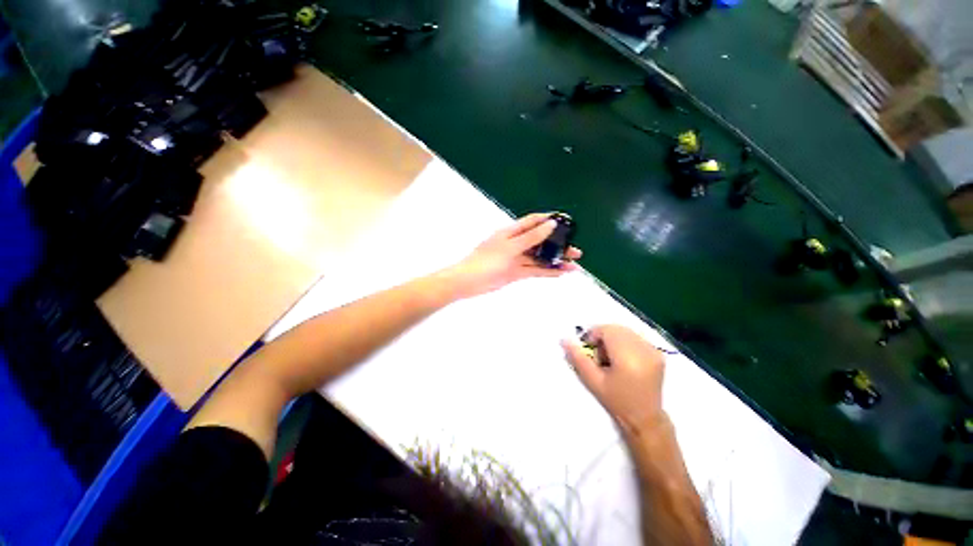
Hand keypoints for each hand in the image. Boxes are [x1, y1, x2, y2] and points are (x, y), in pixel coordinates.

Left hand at [444, 213, 581, 298]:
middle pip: (540, 241)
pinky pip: (534, 270)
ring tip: (573, 265)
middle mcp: (515, 243)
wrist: (468, 282)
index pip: (533, 221)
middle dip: (557, 245)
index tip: (566, 222)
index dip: (549, 220)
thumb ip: (531, 237)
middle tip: (576, 251)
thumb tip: (551, 224)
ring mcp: (516, 259)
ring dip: (555, 261)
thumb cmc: (486, 260)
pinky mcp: (515, 272)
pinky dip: (546, 272)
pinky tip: (559, 273)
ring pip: (539, 258)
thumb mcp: (510, 247)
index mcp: (511, 232)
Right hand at [562, 325, 665, 433]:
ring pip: (626, 331)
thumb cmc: (616, 400)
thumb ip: (578, 358)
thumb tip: (564, 339)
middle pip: (617, 328)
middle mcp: (643, 350)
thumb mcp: (592, 381)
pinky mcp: (658, 353)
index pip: (607, 330)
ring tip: (612, 358)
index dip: (594, 335)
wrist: (645, 418)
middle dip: (604, 336)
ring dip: (614, 338)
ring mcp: (653, 350)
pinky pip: (636, 337)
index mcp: (628, 357)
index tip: (590, 350)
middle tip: (600, 355)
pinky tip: (624, 359)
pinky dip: (626, 342)